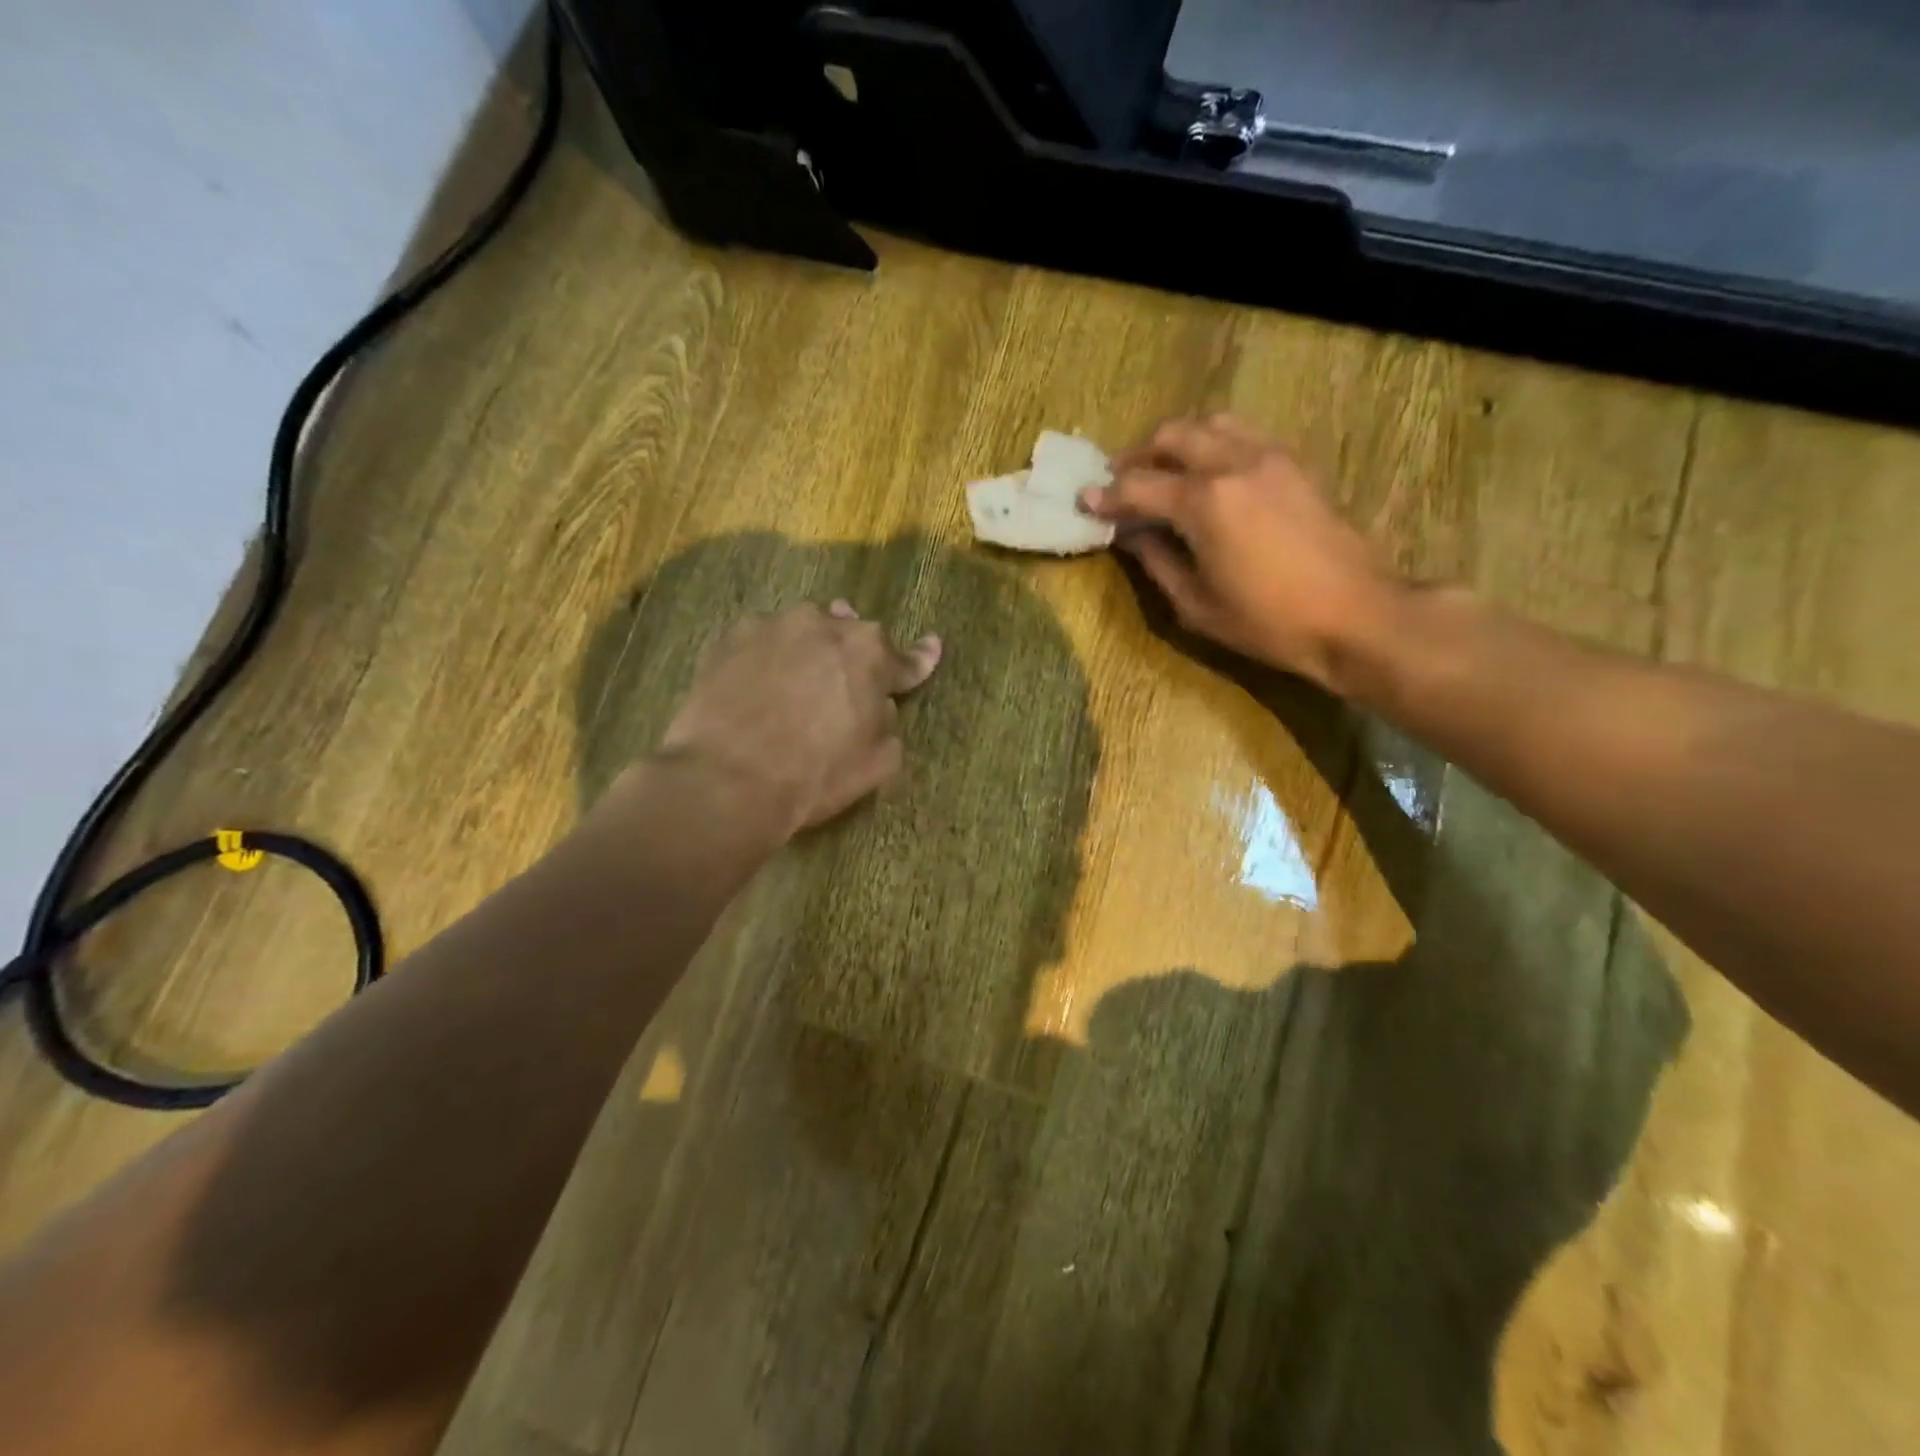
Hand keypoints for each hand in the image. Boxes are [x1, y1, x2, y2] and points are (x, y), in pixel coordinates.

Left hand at [657, 601, 941, 836]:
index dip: (919, 660)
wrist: (728, 779)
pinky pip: (763, 638)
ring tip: (800, 673)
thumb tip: (880, 704)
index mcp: (870, 653)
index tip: (931, 649)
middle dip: (854, 653)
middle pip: (850, 634)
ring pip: (804, 628)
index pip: (905, 658)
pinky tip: (759, 677)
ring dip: (810, 646)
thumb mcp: (878, 761)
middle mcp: (825, 624)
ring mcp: (774, 625)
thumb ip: (889, 721)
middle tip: (846, 679)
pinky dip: (768, 653)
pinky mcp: (730, 637)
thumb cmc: (815, 774)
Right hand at [1081, 414, 1401, 691]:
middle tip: (1120, 481)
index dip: (1106, 495)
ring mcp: (1270, 457)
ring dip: (1177, 440)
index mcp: (1205, 502)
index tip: (1084, 500)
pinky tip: (1207, 474)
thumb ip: (1156, 561)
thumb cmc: (1269, 622)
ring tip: (1162, 470)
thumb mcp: (1197, 604)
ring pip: (1211, 423)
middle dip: (1138, 454)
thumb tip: (1130, 534)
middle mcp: (1234, 463)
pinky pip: (1242, 434)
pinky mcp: (1294, 464)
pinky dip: (1213, 443)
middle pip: (1173, 435)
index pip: (1139, 486)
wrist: (1356, 615)